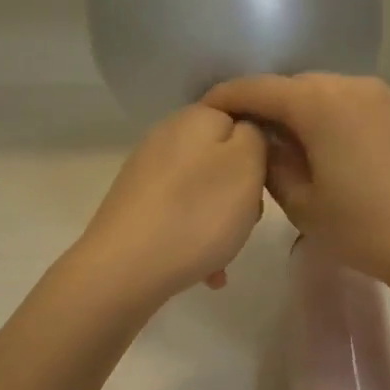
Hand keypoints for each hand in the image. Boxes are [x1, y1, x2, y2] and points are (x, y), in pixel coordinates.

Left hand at [78, 104, 266, 300]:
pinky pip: (180, 215)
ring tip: (224, 255)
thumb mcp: (247, 166)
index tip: (263, 185)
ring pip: (203, 192)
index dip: (260, 153)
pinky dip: (196, 238)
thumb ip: (255, 137)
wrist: (125, 268)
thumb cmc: (199, 214)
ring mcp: (147, 172)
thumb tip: (244, 135)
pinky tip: (205, 271)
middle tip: (246, 221)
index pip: (242, 120)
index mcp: (196, 118)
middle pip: (223, 160)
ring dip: (221, 222)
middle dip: (240, 193)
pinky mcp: (135, 205)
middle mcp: (167, 136)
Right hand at [201, 74, 389, 296]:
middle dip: (275, 106)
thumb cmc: (364, 229)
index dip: (229, 97)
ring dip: (316, 114)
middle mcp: (356, 86)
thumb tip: (266, 141)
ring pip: (339, 95)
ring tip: (308, 147)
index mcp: (320, 104)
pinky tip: (355, 156)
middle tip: (261, 136)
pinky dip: (351, 122)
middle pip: (301, 86)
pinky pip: (371, 109)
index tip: (209, 108)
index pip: (260, 88)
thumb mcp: (303, 205)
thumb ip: (273, 164)